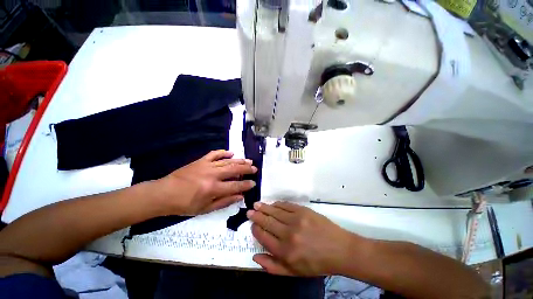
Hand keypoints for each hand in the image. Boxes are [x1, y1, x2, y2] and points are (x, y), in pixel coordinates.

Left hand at [156, 150, 256, 214]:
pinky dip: (224, 152)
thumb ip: (225, 202)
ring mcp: (206, 165)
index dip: (246, 185)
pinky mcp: (201, 160)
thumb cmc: (185, 205)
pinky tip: (231, 153)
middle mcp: (212, 175)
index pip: (235, 186)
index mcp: (213, 188)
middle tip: (255, 168)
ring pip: (227, 161)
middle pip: (234, 170)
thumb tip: (240, 196)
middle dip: (246, 169)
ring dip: (239, 161)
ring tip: (248, 161)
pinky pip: (215, 154)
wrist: (164, 194)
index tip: (254, 183)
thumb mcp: (205, 209)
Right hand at [247, 201, 360, 275]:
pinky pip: (286, 205)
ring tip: (256, 204)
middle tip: (250, 211)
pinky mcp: (303, 210)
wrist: (339, 250)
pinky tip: (273, 203)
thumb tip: (255, 256)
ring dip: (264, 207)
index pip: (263, 236)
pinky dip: (278, 204)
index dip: (256, 229)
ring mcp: (296, 220)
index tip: (252, 224)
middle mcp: (288, 234)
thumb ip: (272, 267)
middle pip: (267, 221)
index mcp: (285, 252)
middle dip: (256, 216)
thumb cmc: (317, 263)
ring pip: (275, 211)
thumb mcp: (294, 272)